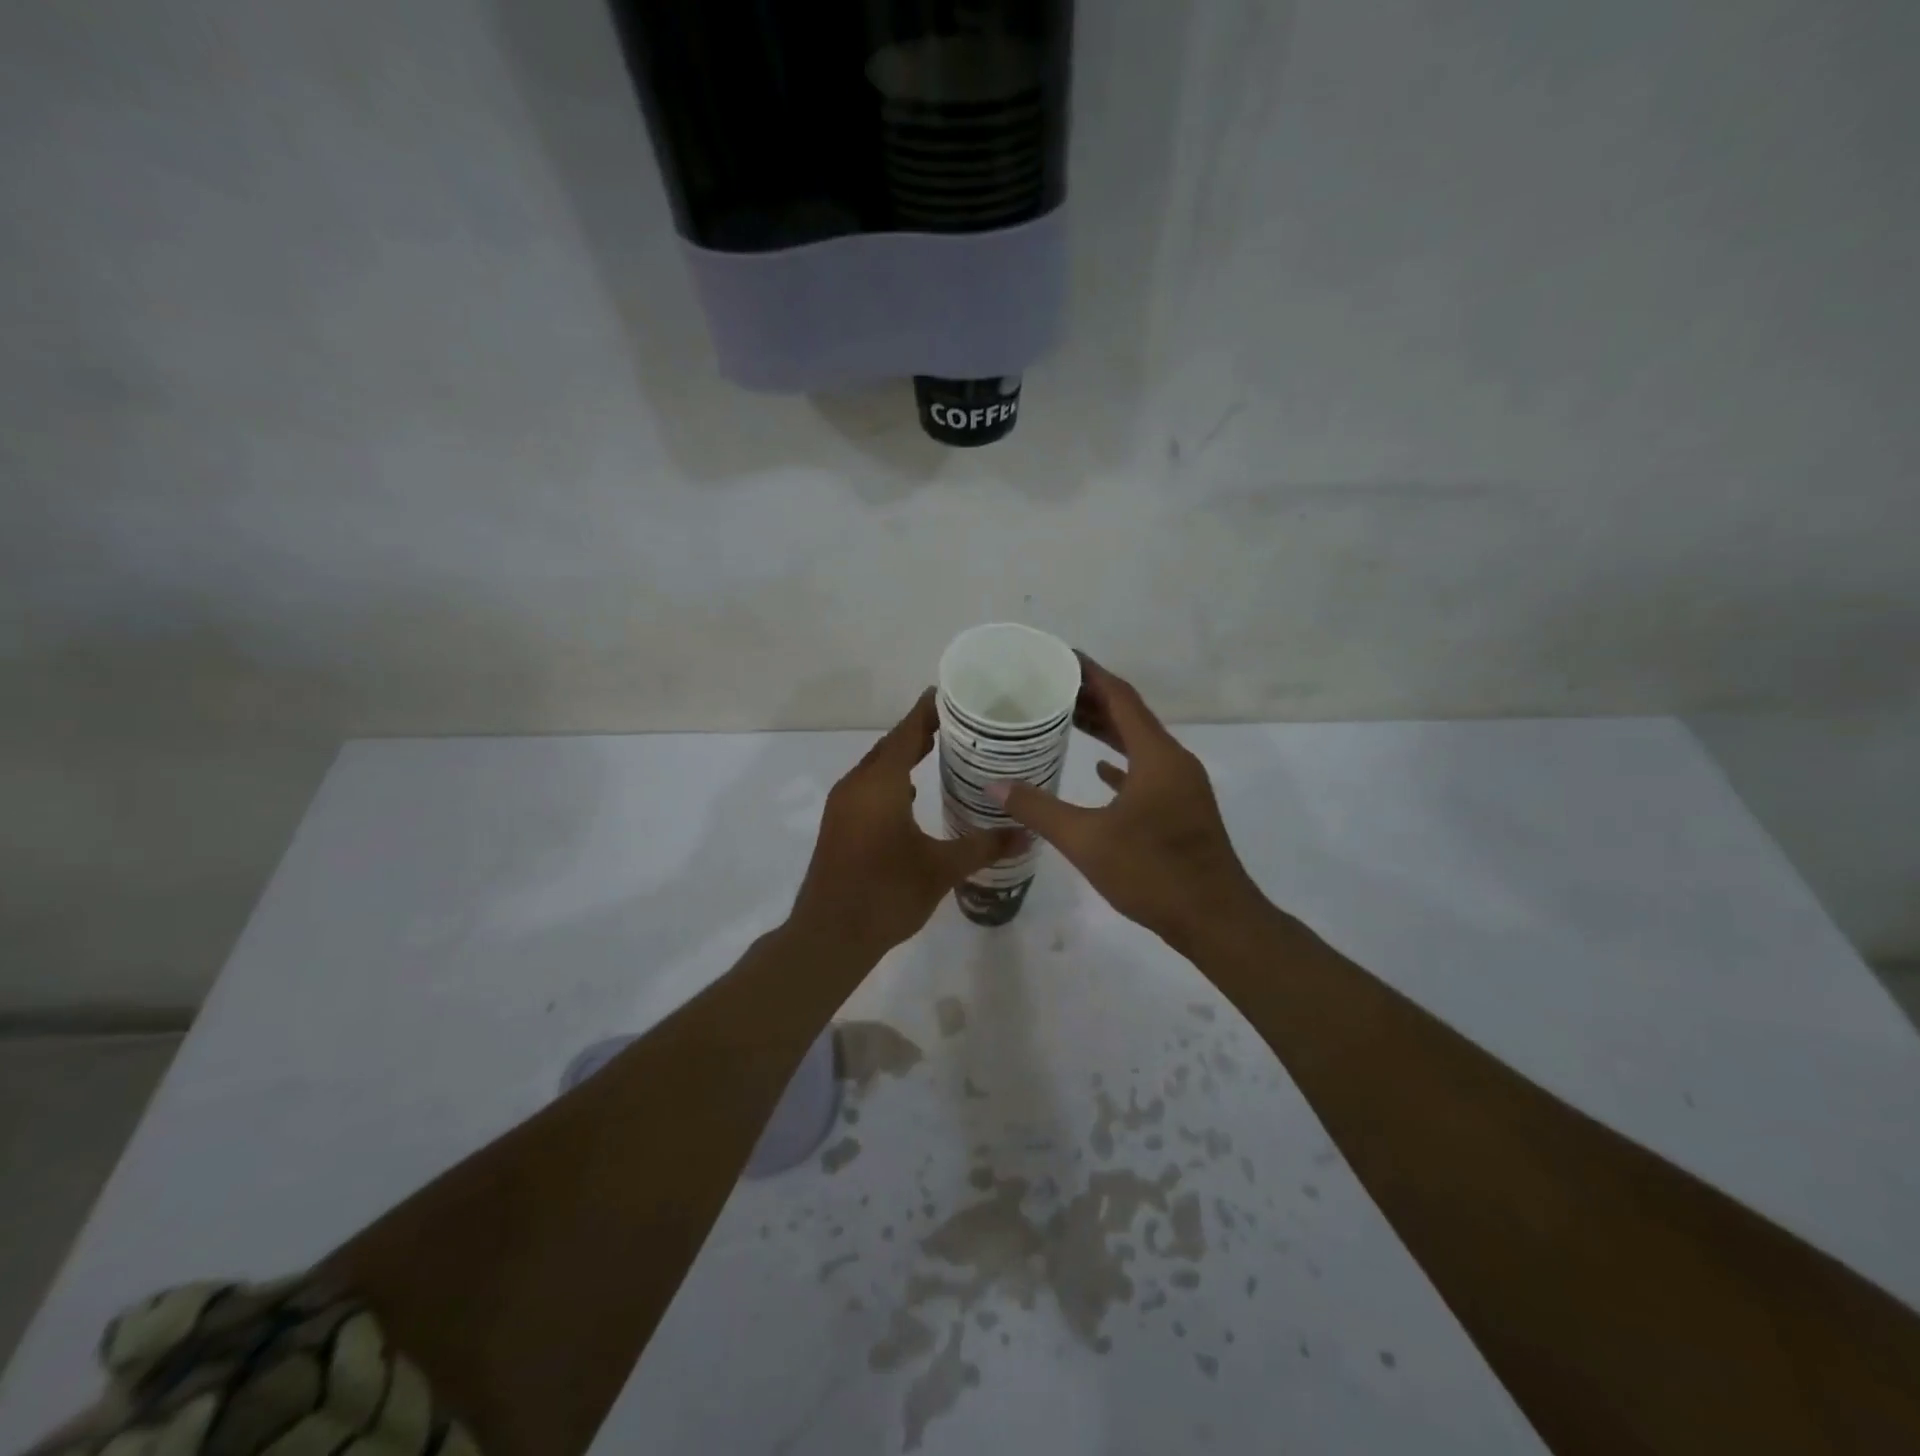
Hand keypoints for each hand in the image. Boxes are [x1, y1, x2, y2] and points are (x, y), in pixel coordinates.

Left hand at [791, 689, 1022, 962]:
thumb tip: (1027, 833)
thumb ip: (984, 846)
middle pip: (890, 745)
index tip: (951, 693)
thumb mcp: (942, 869)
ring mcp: (843, 805)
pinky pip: (868, 786)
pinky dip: (890, 779)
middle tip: (957, 721)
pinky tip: (911, 793)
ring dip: (903, 755)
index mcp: (880, 784)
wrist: (829, 936)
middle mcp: (857, 785)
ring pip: (876, 767)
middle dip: (919, 730)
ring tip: (940, 749)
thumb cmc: (887, 894)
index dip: (927, 711)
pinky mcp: (838, 824)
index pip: (906, 733)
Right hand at [988, 656, 1264, 953]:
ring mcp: (1181, 786)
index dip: (1091, 674)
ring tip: (1067, 719)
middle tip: (1052, 688)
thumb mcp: (1087, 840)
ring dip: (1107, 730)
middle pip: (1131, 716)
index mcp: (1157, 756)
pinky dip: (1121, 764)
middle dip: (1093, 699)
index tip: (1061, 657)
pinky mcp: (1182, 810)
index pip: (1122, 698)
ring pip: (1139, 745)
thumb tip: (995, 786)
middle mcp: (1173, 761)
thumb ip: (1039, 809)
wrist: (1215, 919)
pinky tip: (1099, 769)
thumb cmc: (1152, 872)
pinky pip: (1147, 772)